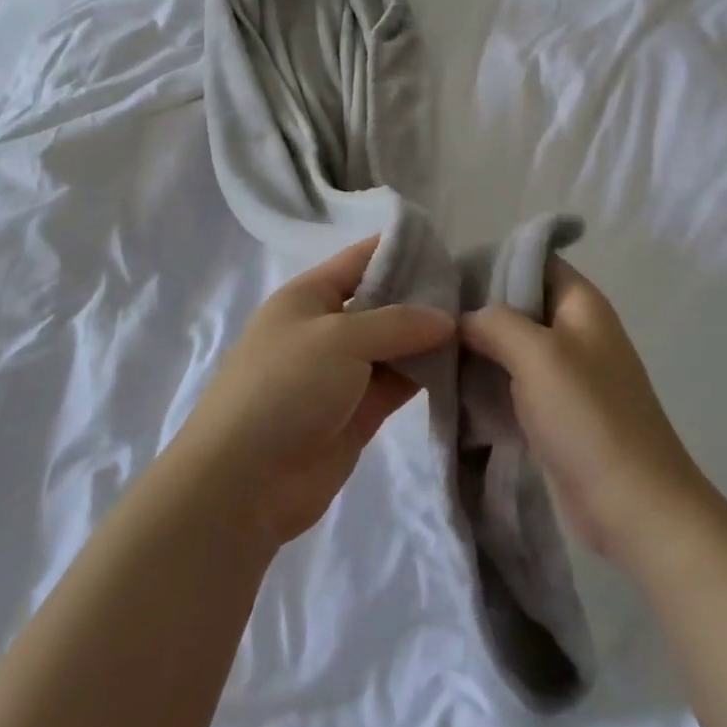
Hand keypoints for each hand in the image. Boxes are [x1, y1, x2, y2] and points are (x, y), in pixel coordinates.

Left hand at [176, 237, 452, 547]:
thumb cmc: (285, 386)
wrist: (245, 480)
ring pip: (396, 345)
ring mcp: (344, 372)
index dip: (401, 249)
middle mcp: (328, 328)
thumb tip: (446, 319)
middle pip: (384, 302)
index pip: (361, 259)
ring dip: (431, 339)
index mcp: (310, 295)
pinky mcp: (359, 412)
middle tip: (479, 291)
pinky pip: (399, 383)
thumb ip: (397, 324)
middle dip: (425, 296)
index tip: (451, 246)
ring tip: (481, 326)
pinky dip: (427, 375)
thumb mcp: (339, 338)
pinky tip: (465, 366)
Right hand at [460, 261, 703, 567]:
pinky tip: (452, 389)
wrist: (634, 507)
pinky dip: (486, 384)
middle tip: (429, 319)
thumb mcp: (537, 354)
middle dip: (476, 310)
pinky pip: (513, 384)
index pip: (533, 260)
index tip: (445, 275)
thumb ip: (494, 322)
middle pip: (517, 304)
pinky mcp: (556, 412)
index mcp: (580, 304)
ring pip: (511, 347)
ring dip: (477, 350)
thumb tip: (463, 319)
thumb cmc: (588, 417)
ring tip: (430, 352)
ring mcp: (566, 374)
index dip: (491, 261)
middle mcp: (575, 331)